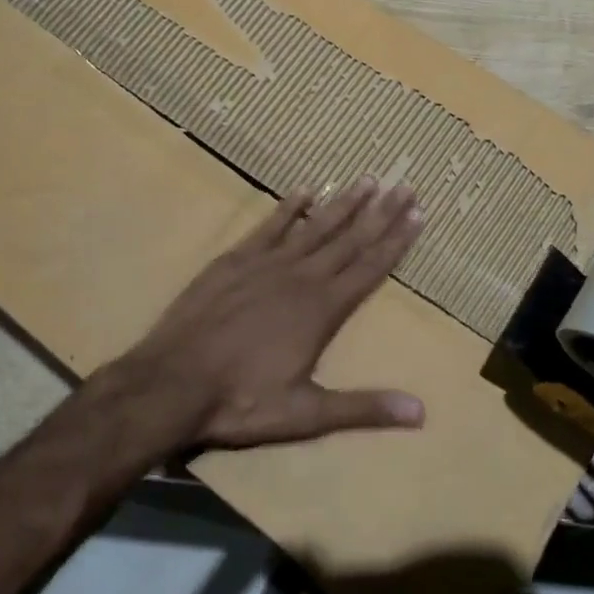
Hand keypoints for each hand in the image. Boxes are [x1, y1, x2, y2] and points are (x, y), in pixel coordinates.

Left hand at [121, 178, 426, 451]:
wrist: (172, 383)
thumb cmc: (241, 401)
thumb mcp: (306, 414)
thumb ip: (364, 408)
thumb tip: (421, 412)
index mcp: (322, 309)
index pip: (370, 268)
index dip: (396, 241)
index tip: (418, 214)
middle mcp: (301, 277)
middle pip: (350, 239)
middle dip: (381, 212)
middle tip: (405, 185)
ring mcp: (267, 264)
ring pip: (315, 226)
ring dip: (343, 203)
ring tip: (368, 179)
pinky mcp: (235, 260)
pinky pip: (270, 226)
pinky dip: (289, 208)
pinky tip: (305, 190)